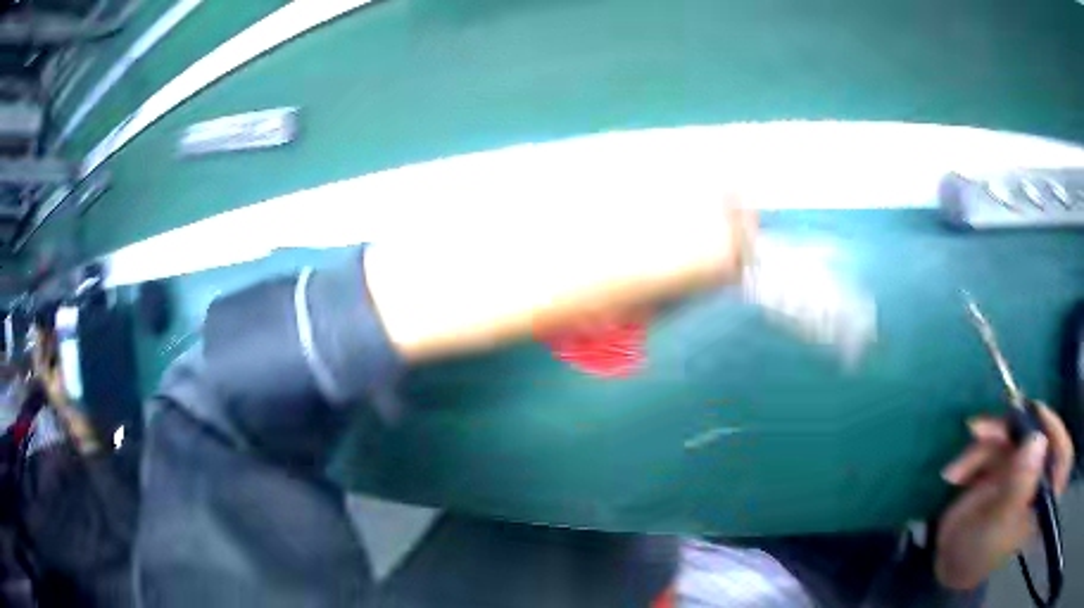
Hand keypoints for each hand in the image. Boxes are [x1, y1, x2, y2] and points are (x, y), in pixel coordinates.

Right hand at [935, 404, 1073, 589]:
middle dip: (1010, 430)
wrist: (947, 564)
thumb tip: (1037, 440)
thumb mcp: (997, 526)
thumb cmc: (977, 555)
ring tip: (958, 467)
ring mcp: (1023, 468)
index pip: (1062, 453)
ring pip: (1012, 437)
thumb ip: (1019, 486)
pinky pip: (994, 444)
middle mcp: (1040, 476)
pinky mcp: (1005, 465)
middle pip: (1036, 436)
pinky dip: (973, 455)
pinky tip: (955, 474)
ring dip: (984, 445)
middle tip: (983, 430)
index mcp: (1046, 495)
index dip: (1053, 429)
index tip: (1035, 414)